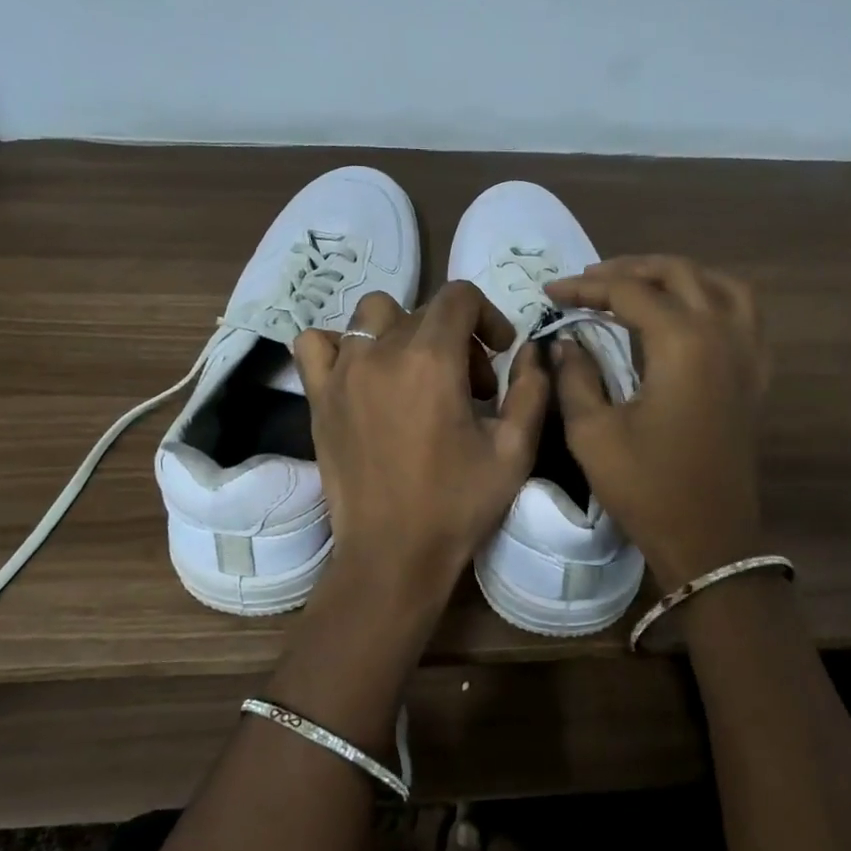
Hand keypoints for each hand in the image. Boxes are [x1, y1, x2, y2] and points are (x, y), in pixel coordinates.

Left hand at [293, 282, 550, 616]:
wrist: (392, 554)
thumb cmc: (458, 504)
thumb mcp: (515, 451)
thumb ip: (531, 390)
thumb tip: (533, 351)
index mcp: (431, 360)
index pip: (458, 296)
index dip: (488, 316)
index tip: (500, 354)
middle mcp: (381, 352)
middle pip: (422, 311)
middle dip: (456, 337)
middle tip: (470, 388)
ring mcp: (343, 372)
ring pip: (372, 317)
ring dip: (402, 333)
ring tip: (416, 375)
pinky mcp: (318, 397)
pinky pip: (316, 344)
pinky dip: (340, 346)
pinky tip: (362, 375)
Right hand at [545, 256, 768, 591]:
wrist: (708, 540)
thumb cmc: (647, 487)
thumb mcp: (593, 433)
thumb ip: (576, 376)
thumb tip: (566, 342)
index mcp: (683, 343)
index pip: (628, 291)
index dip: (584, 287)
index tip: (549, 293)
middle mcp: (723, 334)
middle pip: (678, 274)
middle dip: (629, 269)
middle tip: (588, 282)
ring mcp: (747, 354)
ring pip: (719, 285)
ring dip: (678, 276)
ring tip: (641, 285)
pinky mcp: (755, 376)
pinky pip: (744, 315)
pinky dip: (714, 299)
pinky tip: (690, 316)